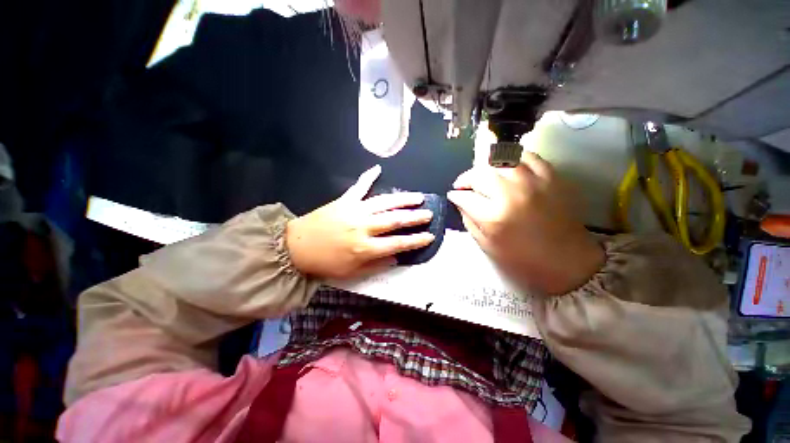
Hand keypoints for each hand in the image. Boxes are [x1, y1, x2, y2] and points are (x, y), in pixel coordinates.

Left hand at [286, 165, 434, 279]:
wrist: (296, 247)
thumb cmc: (325, 263)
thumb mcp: (352, 272)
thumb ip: (377, 264)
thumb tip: (397, 257)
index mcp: (366, 248)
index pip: (398, 243)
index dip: (416, 240)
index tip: (430, 235)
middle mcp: (364, 227)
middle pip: (395, 220)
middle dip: (415, 217)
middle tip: (429, 214)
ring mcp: (354, 211)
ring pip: (384, 203)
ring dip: (403, 199)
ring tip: (418, 196)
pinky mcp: (344, 201)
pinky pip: (358, 187)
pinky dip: (367, 177)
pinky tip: (377, 168)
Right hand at [447, 154, 603, 294]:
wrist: (568, 260)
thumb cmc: (523, 259)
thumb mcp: (487, 246)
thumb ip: (469, 221)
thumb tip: (460, 202)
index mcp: (494, 216)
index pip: (464, 197)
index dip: (455, 195)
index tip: (453, 195)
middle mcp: (511, 194)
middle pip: (479, 174)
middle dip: (465, 179)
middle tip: (463, 185)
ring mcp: (533, 182)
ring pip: (499, 161)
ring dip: (485, 168)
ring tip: (483, 176)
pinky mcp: (550, 177)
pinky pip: (527, 156)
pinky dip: (512, 159)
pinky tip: (506, 167)